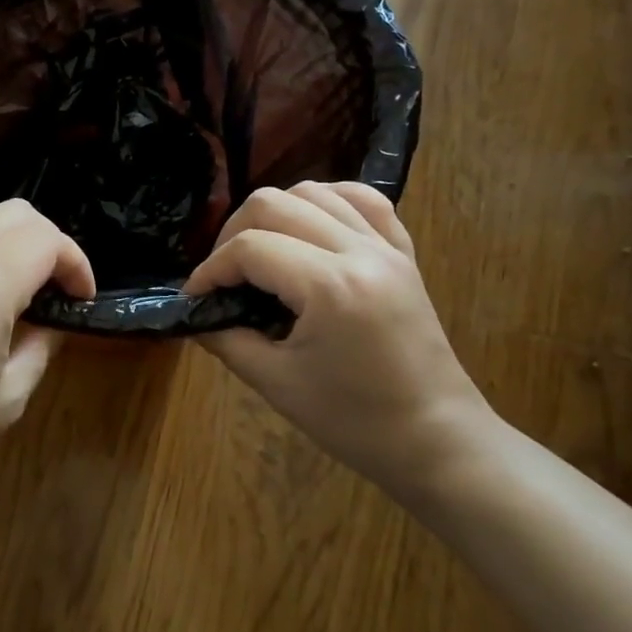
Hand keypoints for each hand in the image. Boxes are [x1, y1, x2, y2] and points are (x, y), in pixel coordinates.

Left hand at [0, 197, 94, 508]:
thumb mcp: (8, 399)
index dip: (75, 262)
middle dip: (47, 243)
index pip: (43, 240)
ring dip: (6, 231)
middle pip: (14, 214)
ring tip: (11, 272)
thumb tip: (57, 312)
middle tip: (53, 286)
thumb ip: (42, 342)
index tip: (80, 296)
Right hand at [184, 182, 491, 497]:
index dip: (210, 270)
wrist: (437, 440)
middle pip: (275, 203)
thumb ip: (228, 340)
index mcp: (330, 287)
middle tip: (221, 275)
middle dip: (233, 233)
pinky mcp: (403, 254)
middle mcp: (360, 251)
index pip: (249, 249)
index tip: (195, 298)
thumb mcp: (277, 384)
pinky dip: (326, 202)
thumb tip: (197, 315)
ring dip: (274, 213)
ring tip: (259, 251)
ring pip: (315, 191)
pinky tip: (308, 226)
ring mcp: (387, 247)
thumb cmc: (355, 421)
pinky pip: (363, 200)